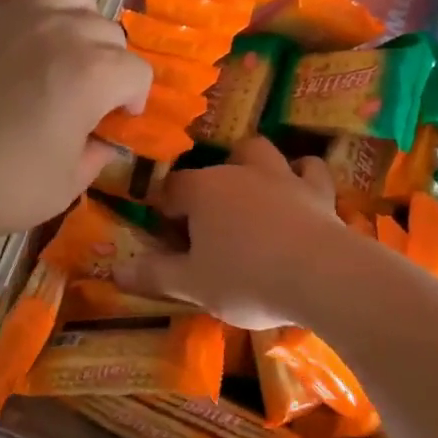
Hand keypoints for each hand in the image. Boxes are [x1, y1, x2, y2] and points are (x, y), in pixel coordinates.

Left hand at [0, 0, 152, 248]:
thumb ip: (96, 155)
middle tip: (84, 100)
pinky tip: (18, 21)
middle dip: (108, 66)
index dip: (132, 101)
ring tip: (60, 50)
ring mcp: (14, 14)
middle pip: (108, 32)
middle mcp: (60, 30)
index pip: (136, 73)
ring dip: (78, 18)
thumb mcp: (65, 185)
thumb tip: (101, 139)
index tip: (115, 124)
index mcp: (92, 73)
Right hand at [118, 138, 345, 330]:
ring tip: (251, 193)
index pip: (171, 189)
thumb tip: (115, 272)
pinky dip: (303, 176)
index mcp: (202, 190)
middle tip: (210, 218)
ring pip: (260, 152)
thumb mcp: (192, 285)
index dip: (165, 210)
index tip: (167, 236)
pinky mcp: (319, 191)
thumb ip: (154, 275)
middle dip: (208, 185)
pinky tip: (301, 190)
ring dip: (253, 166)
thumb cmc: (247, 278)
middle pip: (215, 166)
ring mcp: (282, 176)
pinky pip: (310, 169)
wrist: (323, 276)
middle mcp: (238, 172)